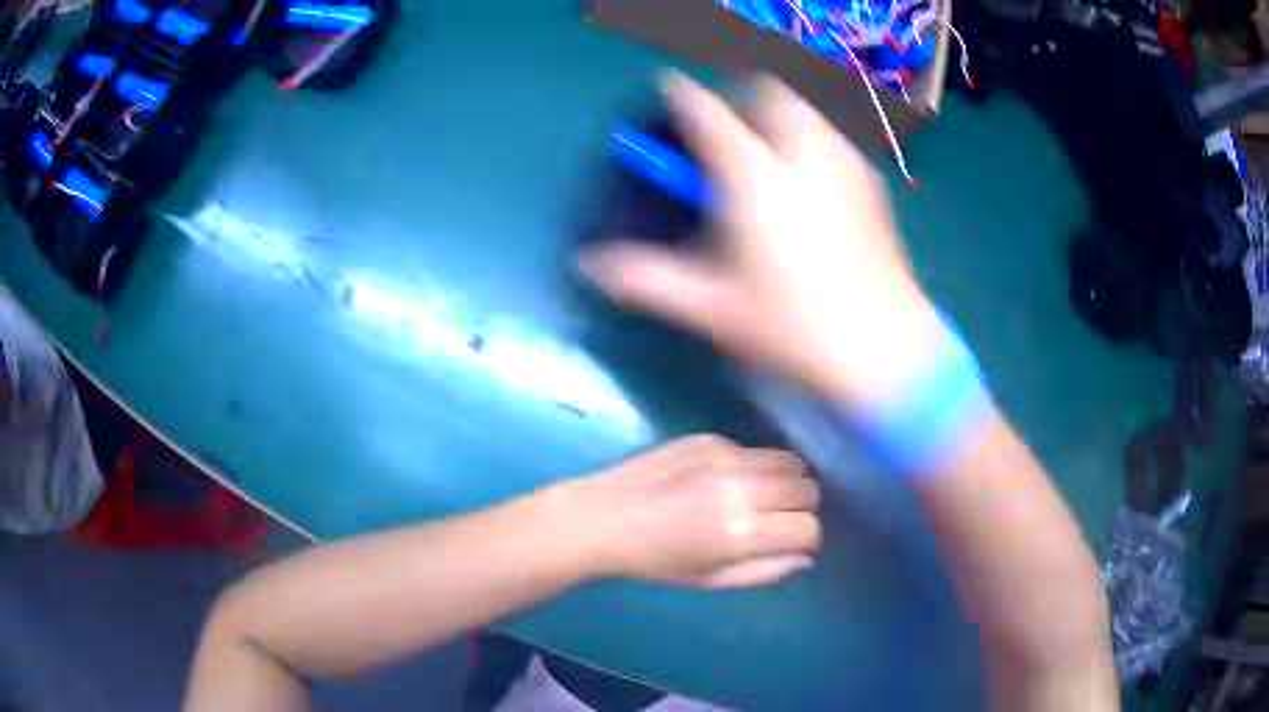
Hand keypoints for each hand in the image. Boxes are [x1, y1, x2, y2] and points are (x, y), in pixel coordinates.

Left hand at [567, 434, 820, 588]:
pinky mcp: (711, 438)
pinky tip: (727, 481)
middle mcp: (743, 488)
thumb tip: (807, 556)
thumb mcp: (712, 581)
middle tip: (779, 520)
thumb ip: (766, 570)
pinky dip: (757, 466)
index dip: (807, 539)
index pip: (809, 528)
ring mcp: (727, 457)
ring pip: (791, 461)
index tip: (793, 543)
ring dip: (789, 481)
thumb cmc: (657, 561)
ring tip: (764, 497)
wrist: (605, 518)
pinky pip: (756, 450)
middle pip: (808, 489)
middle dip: (803, 508)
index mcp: (742, 533)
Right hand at [582, 72, 944, 404]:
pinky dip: (808, 139)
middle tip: (721, 129)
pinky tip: (805, 180)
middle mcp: (802, 156)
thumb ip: (647, 279)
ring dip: (775, 115)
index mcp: (755, 177)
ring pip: (804, 112)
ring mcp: (844, 166)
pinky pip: (831, 139)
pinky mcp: (871, 187)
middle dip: (738, 98)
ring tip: (761, 150)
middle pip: (767, 94)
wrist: (888, 352)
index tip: (669, 93)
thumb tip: (590, 266)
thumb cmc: (795, 328)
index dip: (683, 96)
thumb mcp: (713, 308)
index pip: (708, 113)